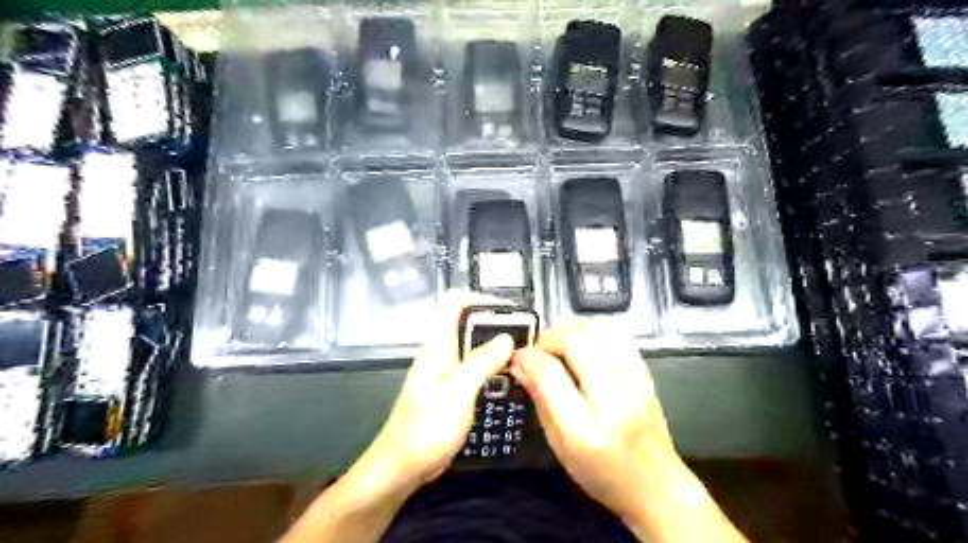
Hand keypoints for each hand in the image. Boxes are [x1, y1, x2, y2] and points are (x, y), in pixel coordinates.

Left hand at [358, 290, 517, 497]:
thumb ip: (480, 364)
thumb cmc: (425, 431)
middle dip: (495, 323)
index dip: (481, 299)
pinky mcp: (450, 388)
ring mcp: (445, 370)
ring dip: (496, 345)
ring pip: (472, 344)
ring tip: (524, 354)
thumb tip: (505, 337)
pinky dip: (491, 365)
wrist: (401, 468)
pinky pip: (473, 366)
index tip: (510, 311)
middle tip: (526, 335)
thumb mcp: (456, 395)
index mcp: (437, 346)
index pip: (454, 302)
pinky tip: (508, 377)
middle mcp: (440, 351)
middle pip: (467, 322)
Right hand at [510, 322, 675, 521]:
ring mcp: (634, 383)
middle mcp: (612, 401)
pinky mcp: (645, 374)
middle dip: (548, 338)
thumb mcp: (559, 447)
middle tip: (539, 351)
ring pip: (597, 331)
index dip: (528, 357)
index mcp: (584, 429)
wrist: (655, 485)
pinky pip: (617, 334)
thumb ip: (540, 401)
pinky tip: (583, 341)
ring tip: (559, 343)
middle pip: (574, 342)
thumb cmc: (602, 474)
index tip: (518, 357)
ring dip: (570, 329)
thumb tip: (521, 365)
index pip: (550, 373)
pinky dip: (593, 329)